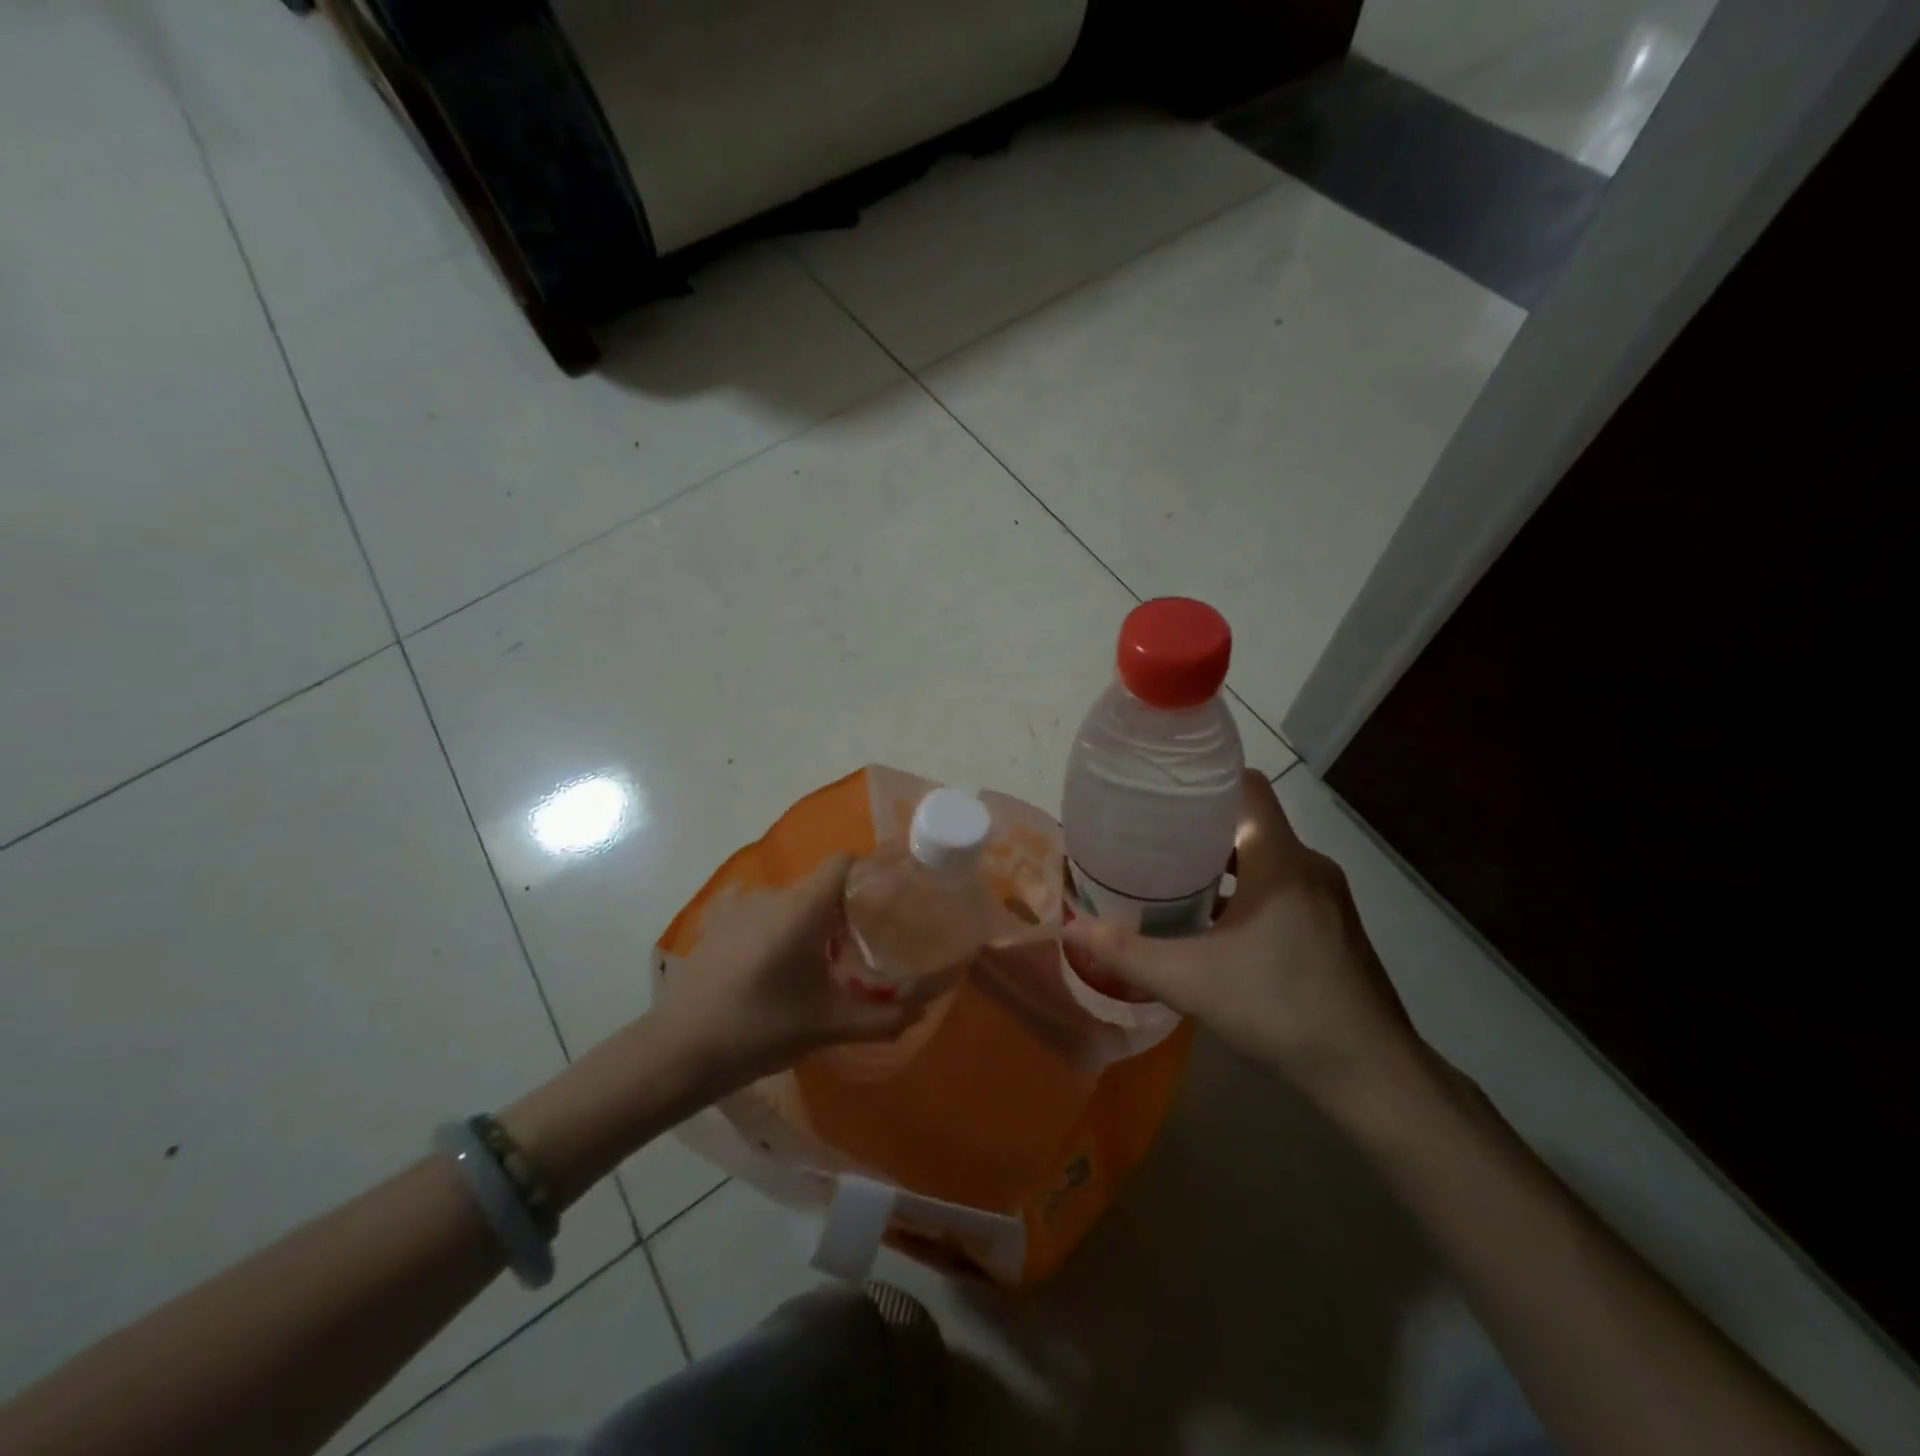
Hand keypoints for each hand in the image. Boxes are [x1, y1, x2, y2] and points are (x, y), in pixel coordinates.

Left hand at [650, 853, 932, 1089]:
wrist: (677, 1051)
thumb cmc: (759, 1030)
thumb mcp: (827, 1026)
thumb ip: (881, 1018)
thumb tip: (923, 1011)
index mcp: (801, 908)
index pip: (844, 860)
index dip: (871, 869)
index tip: (891, 894)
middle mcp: (772, 896)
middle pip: (822, 883)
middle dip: (848, 907)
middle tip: (868, 942)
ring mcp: (741, 907)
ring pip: (793, 900)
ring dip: (814, 921)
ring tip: (827, 961)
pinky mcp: (719, 924)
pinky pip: (765, 914)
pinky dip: (783, 929)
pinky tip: (782, 968)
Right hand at [1061, 771, 1427, 1112]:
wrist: (1371, 1073)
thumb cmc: (1279, 1009)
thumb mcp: (1189, 981)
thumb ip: (1126, 952)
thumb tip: (1069, 926)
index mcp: (1280, 859)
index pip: (1247, 785)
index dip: (1205, 778)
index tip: (1161, 791)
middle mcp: (1308, 866)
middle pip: (1250, 821)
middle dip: (1199, 826)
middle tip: (1150, 839)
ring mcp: (1327, 897)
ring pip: (1267, 857)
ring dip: (1224, 864)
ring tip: (1174, 880)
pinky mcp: (1334, 926)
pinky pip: (1283, 886)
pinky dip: (1248, 891)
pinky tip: (1218, 927)